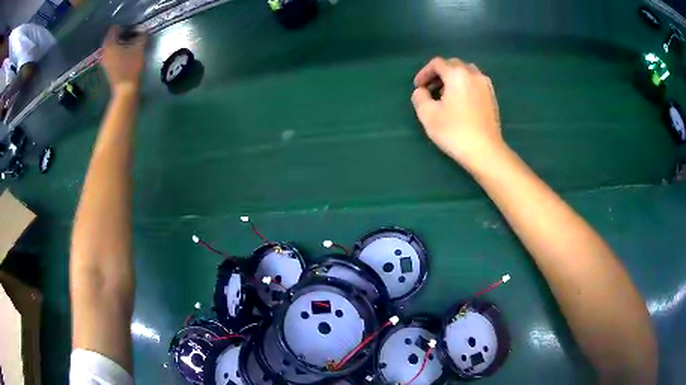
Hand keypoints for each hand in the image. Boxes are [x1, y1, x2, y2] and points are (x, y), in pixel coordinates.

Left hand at [101, 26, 146, 92]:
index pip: (113, 29)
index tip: (131, 27)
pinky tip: (124, 53)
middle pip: (111, 38)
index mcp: (110, 45)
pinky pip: (111, 54)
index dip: (122, 26)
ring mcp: (104, 61)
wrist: (125, 89)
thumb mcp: (139, 48)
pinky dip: (117, 51)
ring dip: (119, 43)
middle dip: (120, 35)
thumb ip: (141, 35)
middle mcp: (104, 52)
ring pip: (111, 47)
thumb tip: (141, 28)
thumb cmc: (131, 67)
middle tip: (130, 33)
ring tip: (128, 42)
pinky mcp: (107, 68)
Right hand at [411, 57, 505, 168]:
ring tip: (446, 94)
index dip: (424, 72)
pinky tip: (461, 101)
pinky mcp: (492, 97)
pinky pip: (475, 82)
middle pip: (453, 64)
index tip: (418, 87)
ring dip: (453, 78)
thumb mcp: (427, 115)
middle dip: (439, 73)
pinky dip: (465, 85)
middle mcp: (473, 74)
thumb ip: (419, 97)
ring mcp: (485, 85)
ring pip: (466, 72)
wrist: (485, 151)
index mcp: (456, 74)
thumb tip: (421, 91)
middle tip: (430, 89)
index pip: (437, 63)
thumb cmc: (454, 132)